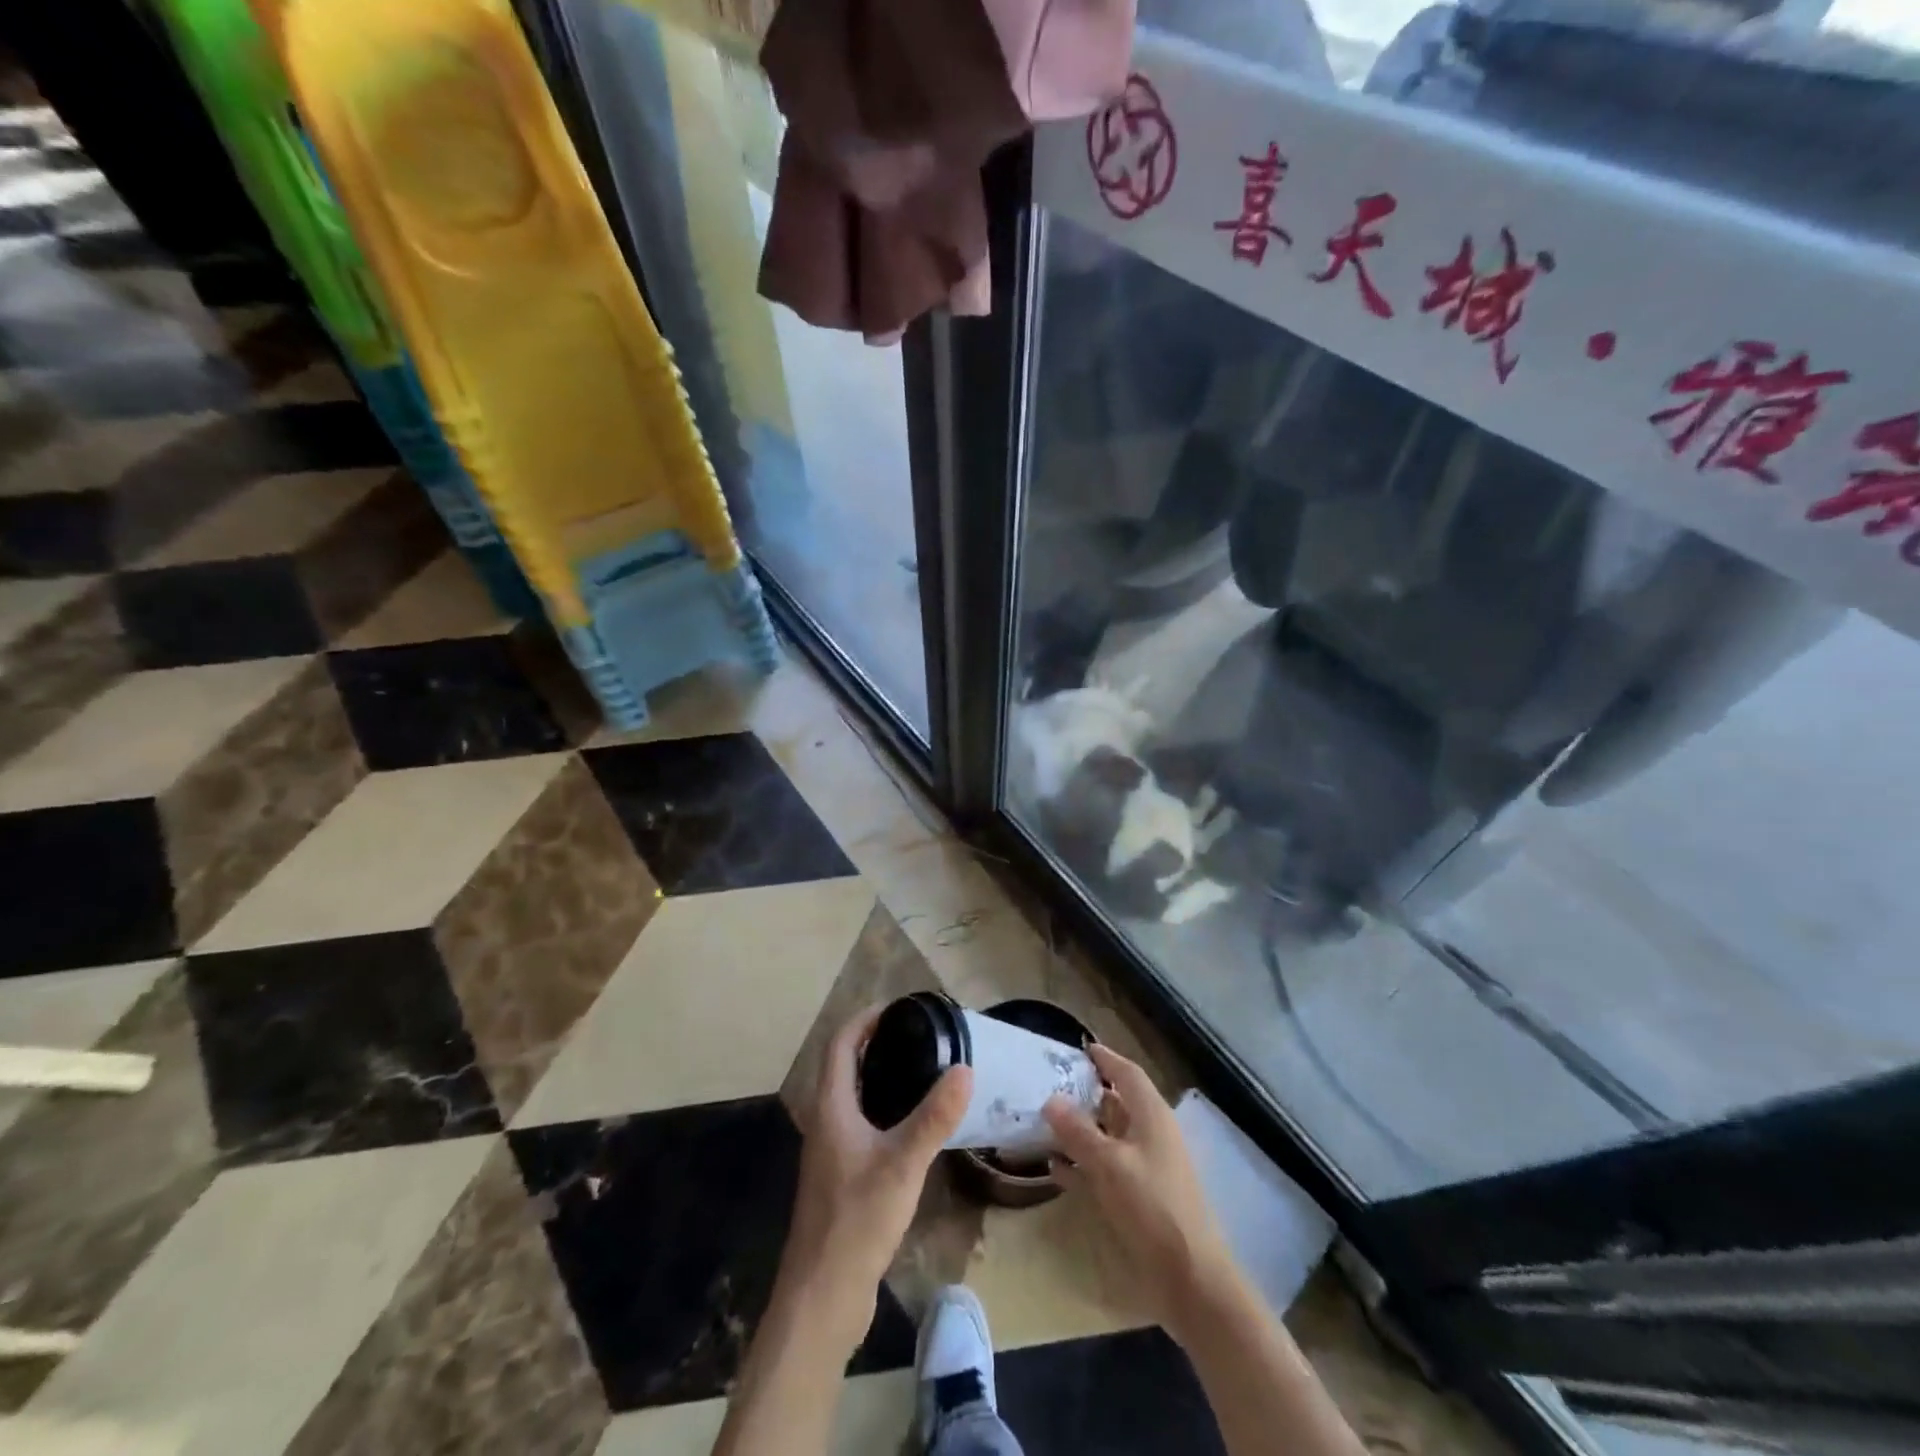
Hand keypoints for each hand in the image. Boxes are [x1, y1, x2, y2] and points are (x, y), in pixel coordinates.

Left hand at [781, 1006, 972, 1351]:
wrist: (822, 1296)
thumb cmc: (856, 1220)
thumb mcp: (902, 1164)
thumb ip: (934, 1117)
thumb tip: (965, 1069)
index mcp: (831, 1108)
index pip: (839, 1044)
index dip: (864, 1020)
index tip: (898, 1007)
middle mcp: (825, 1123)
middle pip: (844, 1067)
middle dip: (874, 1044)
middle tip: (917, 1035)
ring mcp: (830, 1153)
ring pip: (852, 1098)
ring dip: (878, 1077)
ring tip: (921, 1070)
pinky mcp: (841, 1178)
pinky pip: (861, 1126)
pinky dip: (883, 1110)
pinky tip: (912, 1126)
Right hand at [1044, 1043, 1236, 1345]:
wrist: (1191, 1278)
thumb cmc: (1153, 1207)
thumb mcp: (1110, 1164)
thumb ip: (1078, 1132)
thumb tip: (1051, 1099)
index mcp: (1152, 1116)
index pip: (1127, 1073)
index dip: (1105, 1058)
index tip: (1079, 1047)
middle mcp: (1150, 1135)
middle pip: (1116, 1103)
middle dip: (1085, 1093)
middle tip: (1049, 1083)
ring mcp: (1145, 1168)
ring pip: (1108, 1137)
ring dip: (1079, 1130)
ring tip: (1043, 1121)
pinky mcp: (1138, 1199)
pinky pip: (1104, 1170)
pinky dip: (1081, 1165)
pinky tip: (1054, 1167)